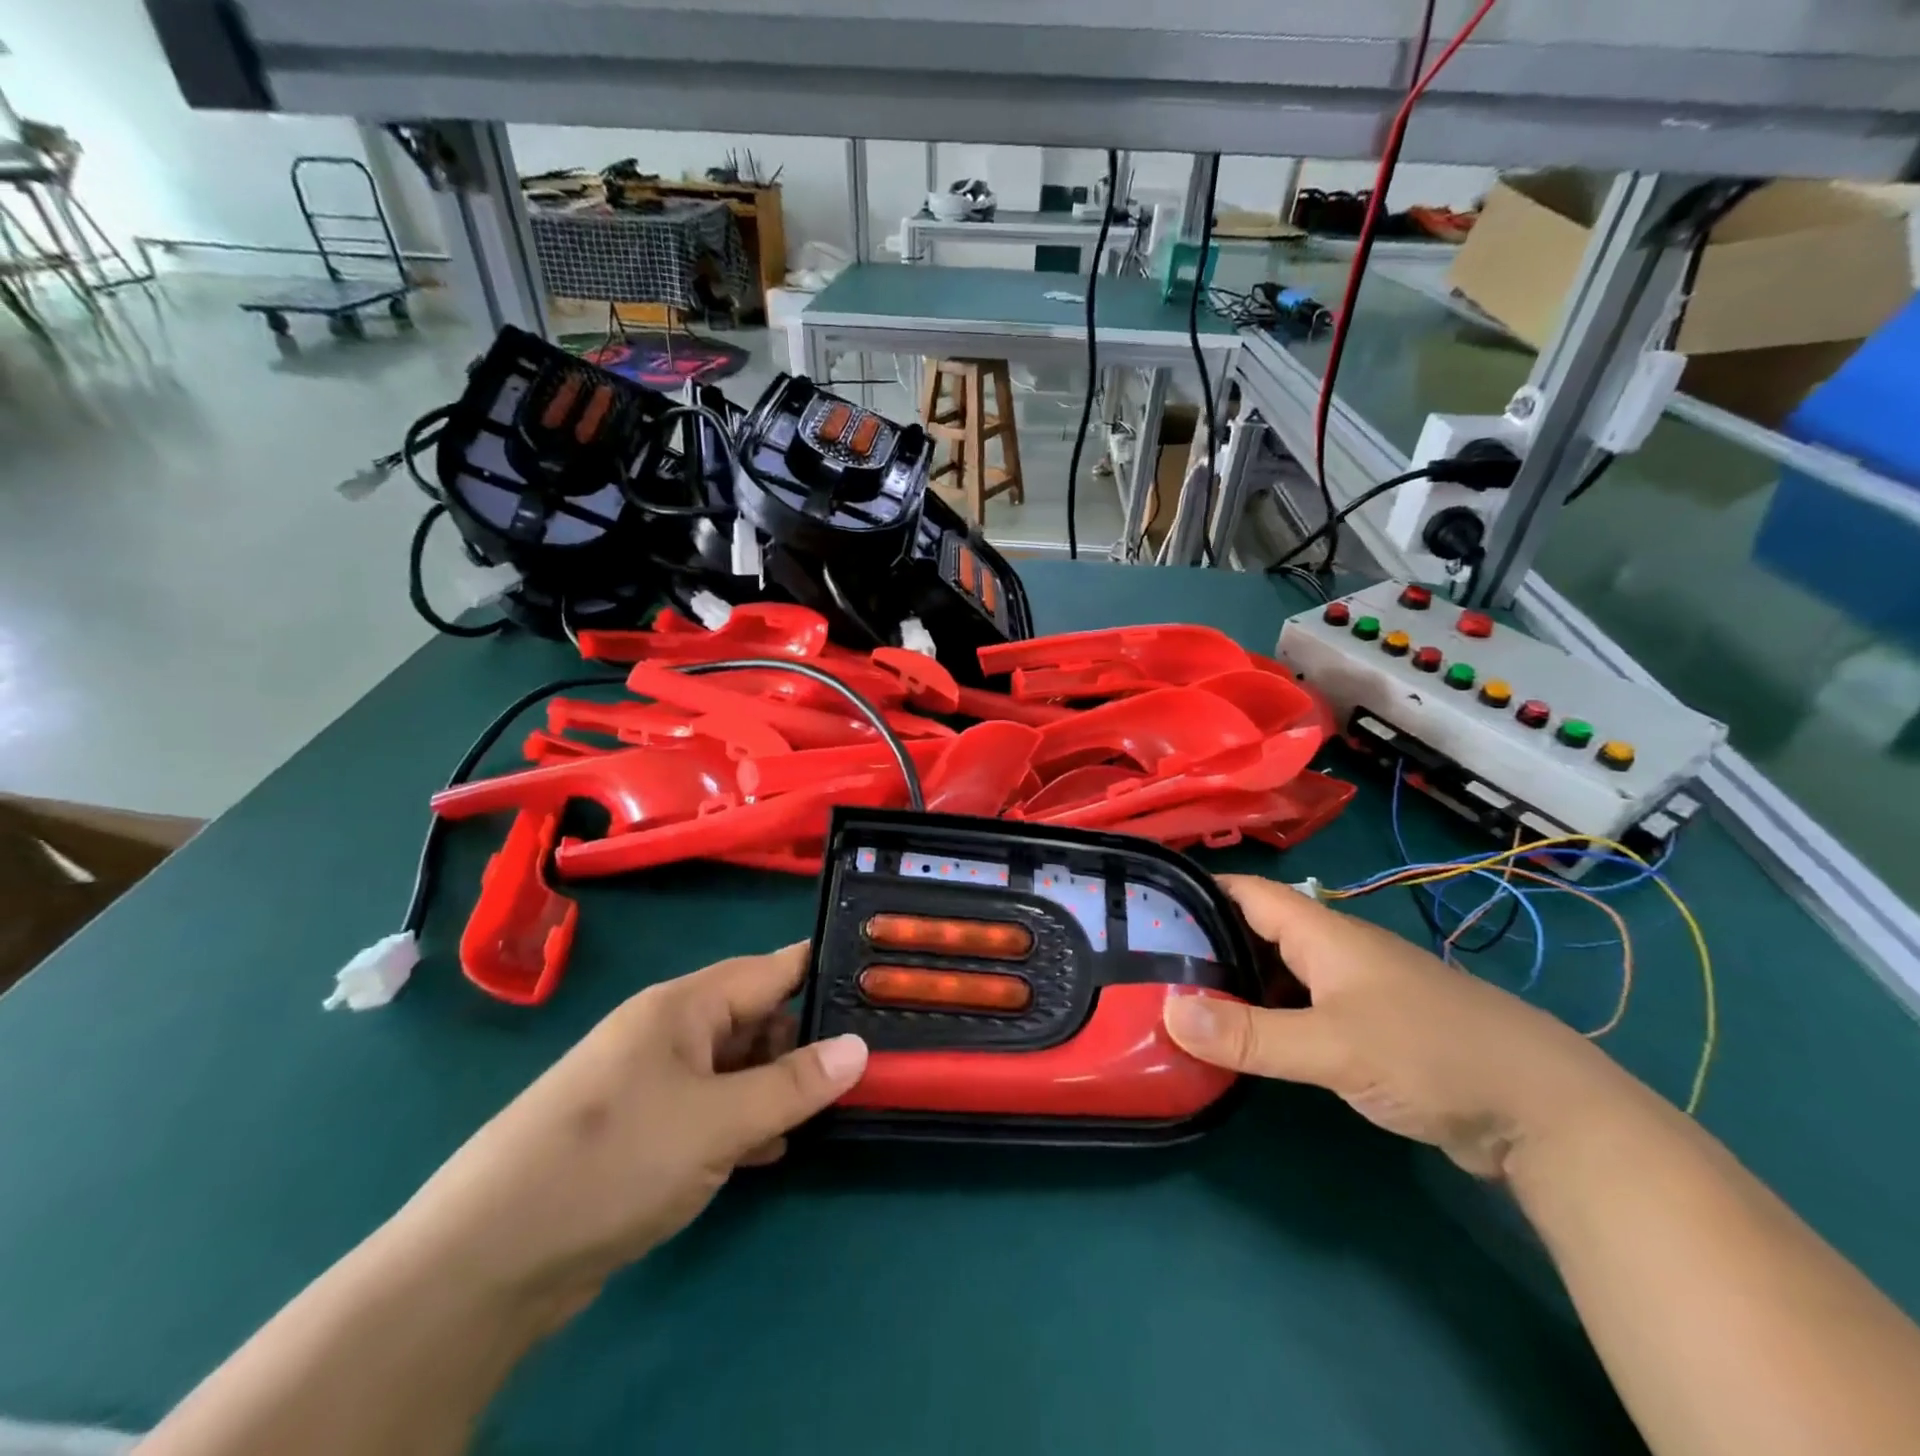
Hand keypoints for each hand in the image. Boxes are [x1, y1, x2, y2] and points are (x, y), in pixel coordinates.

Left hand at [384, 944, 865, 1320]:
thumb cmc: (611, 1163)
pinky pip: (713, 1108)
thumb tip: (860, 1047)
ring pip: (737, 1067)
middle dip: (807, 1038)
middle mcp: (670, 1032)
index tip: (879, 981)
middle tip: (868, 1061)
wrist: (484, 1262)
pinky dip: (746, 1121)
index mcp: (683, 1006)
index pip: (771, 969)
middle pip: (756, 1018)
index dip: (823, 972)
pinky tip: (776, 1147)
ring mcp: (655, 1082)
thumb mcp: (717, 1122)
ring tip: (836, 1104)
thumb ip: (793, 1084)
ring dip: (779, 1085)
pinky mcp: (645, 1130)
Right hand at [1163, 876, 1623, 1177]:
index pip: (1244, 891)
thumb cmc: (1434, 1055)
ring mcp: (1351, 991)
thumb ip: (1250, 1033)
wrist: (1546, 1114)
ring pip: (1275, 973)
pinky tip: (1238, 1041)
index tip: (1142, 904)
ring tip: (1175, 1000)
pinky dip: (1263, 1017)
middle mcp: (1332, 951)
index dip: (1195, 890)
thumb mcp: (1333, 1046)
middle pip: (1253, 930)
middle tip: (1144, 962)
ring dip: (1231, 982)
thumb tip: (1167, 1012)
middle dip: (1202, 940)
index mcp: (1322, 933)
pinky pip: (1297, 1010)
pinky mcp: (1366, 1030)